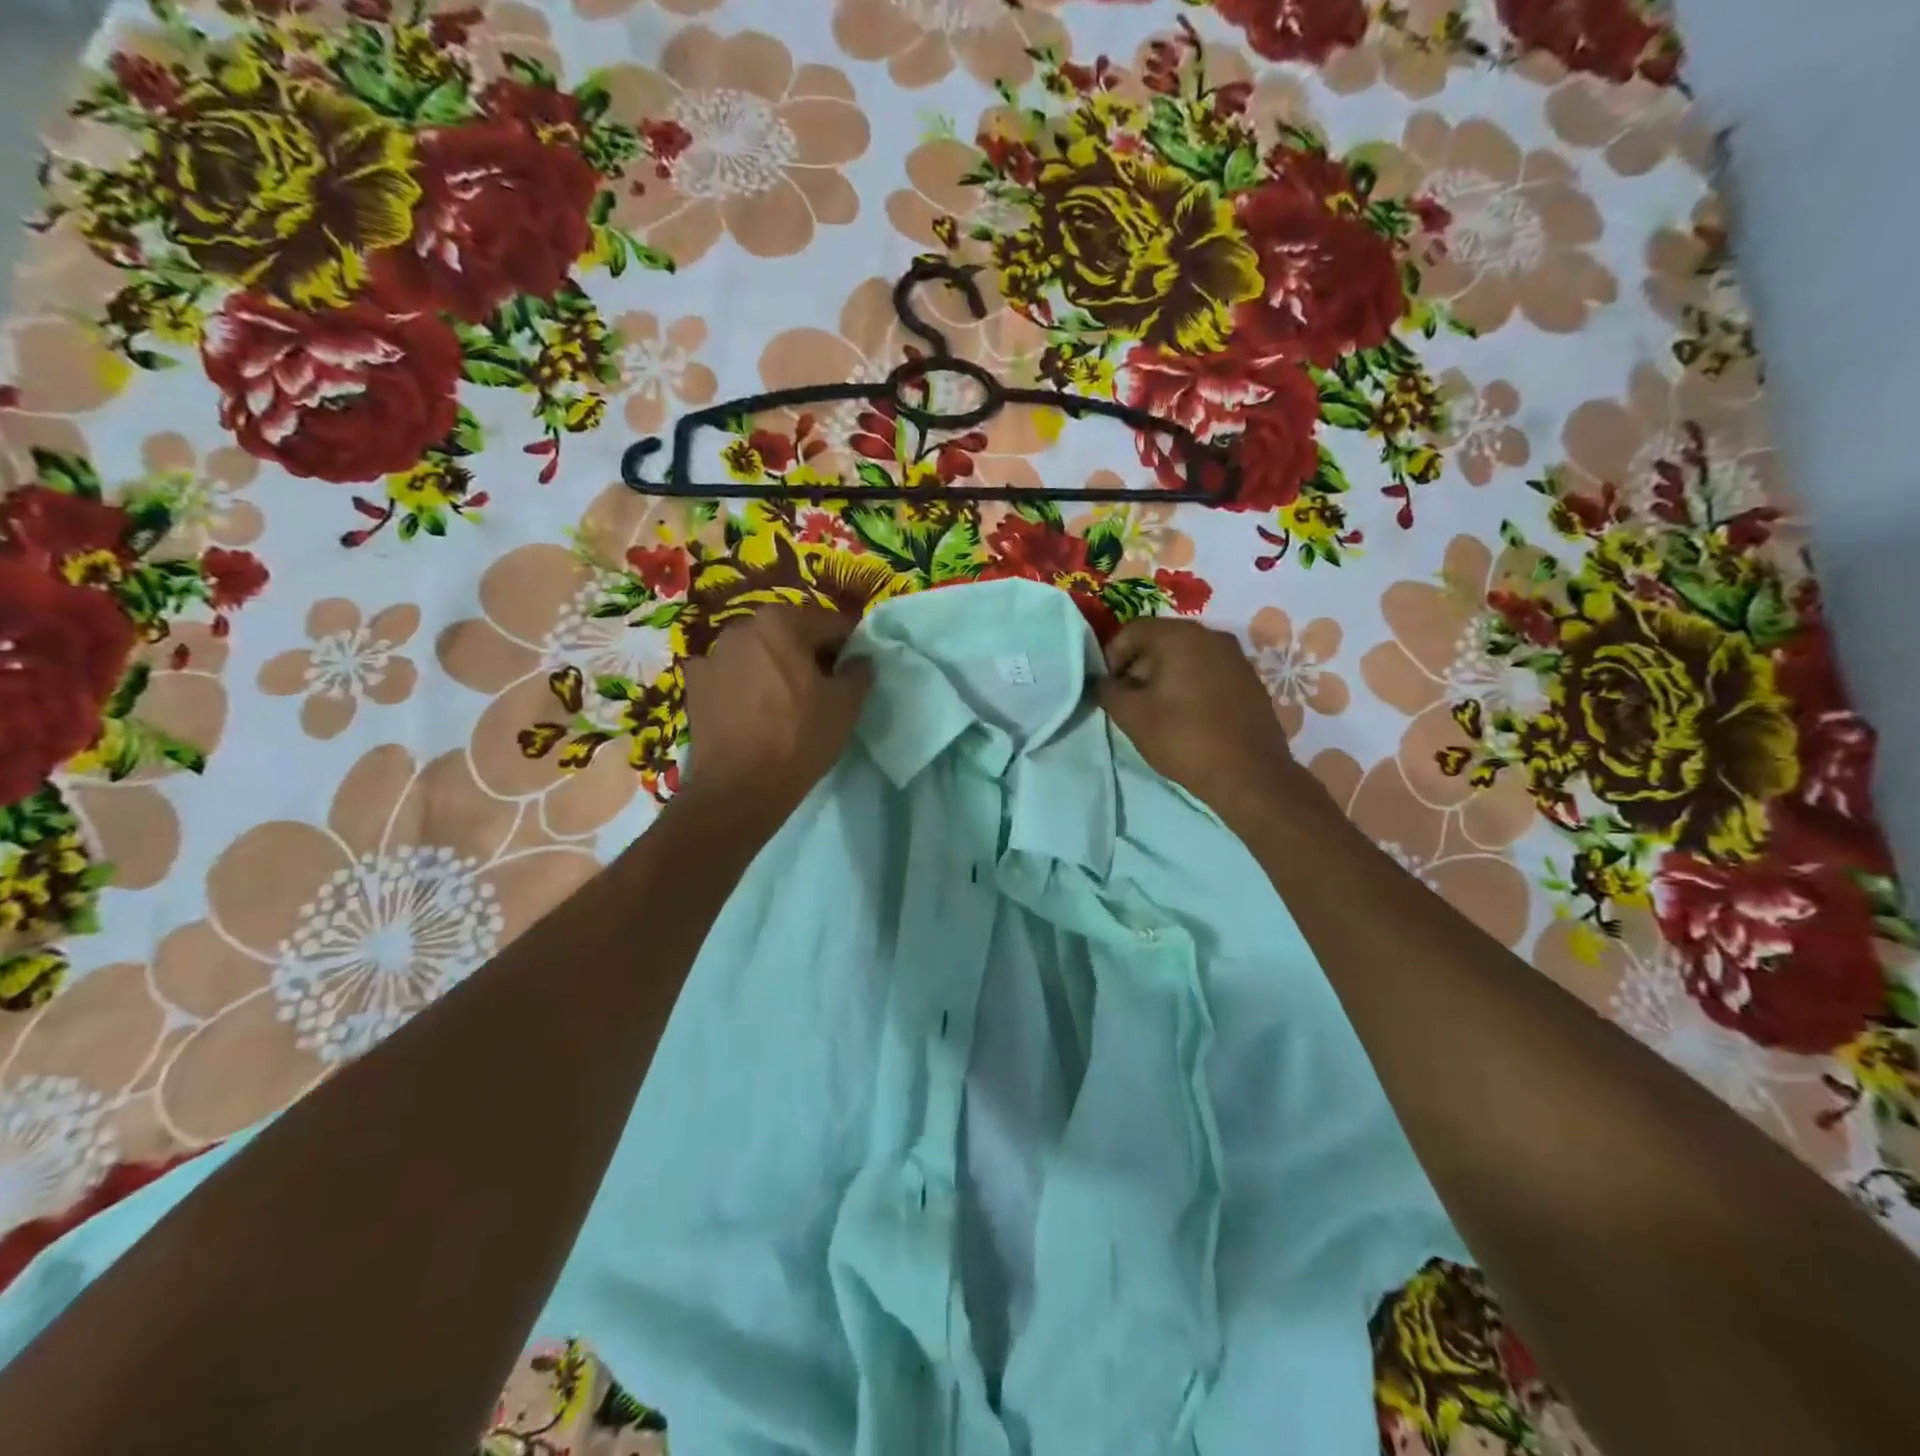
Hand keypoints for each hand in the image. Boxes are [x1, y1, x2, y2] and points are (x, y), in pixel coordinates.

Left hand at [679, 605, 872, 823]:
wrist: (738, 788)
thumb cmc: (799, 739)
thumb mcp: (845, 706)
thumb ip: (859, 672)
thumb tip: (860, 659)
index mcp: (781, 622)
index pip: (830, 624)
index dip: (848, 645)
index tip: (855, 668)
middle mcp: (741, 627)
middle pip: (789, 634)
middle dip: (807, 653)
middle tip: (823, 686)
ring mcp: (711, 655)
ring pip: (757, 653)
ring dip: (774, 667)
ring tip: (785, 701)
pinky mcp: (693, 684)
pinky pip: (730, 675)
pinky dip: (743, 685)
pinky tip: (752, 711)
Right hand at [1096, 618, 1324, 827]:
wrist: (1249, 774)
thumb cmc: (1184, 738)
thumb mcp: (1131, 716)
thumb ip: (1107, 690)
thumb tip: (1102, 681)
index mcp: (1180, 636)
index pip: (1132, 630)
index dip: (1112, 656)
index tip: (1109, 688)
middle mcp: (1211, 635)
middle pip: (1161, 640)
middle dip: (1138, 666)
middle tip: (1129, 700)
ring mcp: (1236, 657)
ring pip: (1187, 656)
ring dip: (1165, 677)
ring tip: (1157, 710)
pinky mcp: (1250, 681)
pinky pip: (1209, 672)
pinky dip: (1191, 685)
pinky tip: (1187, 716)